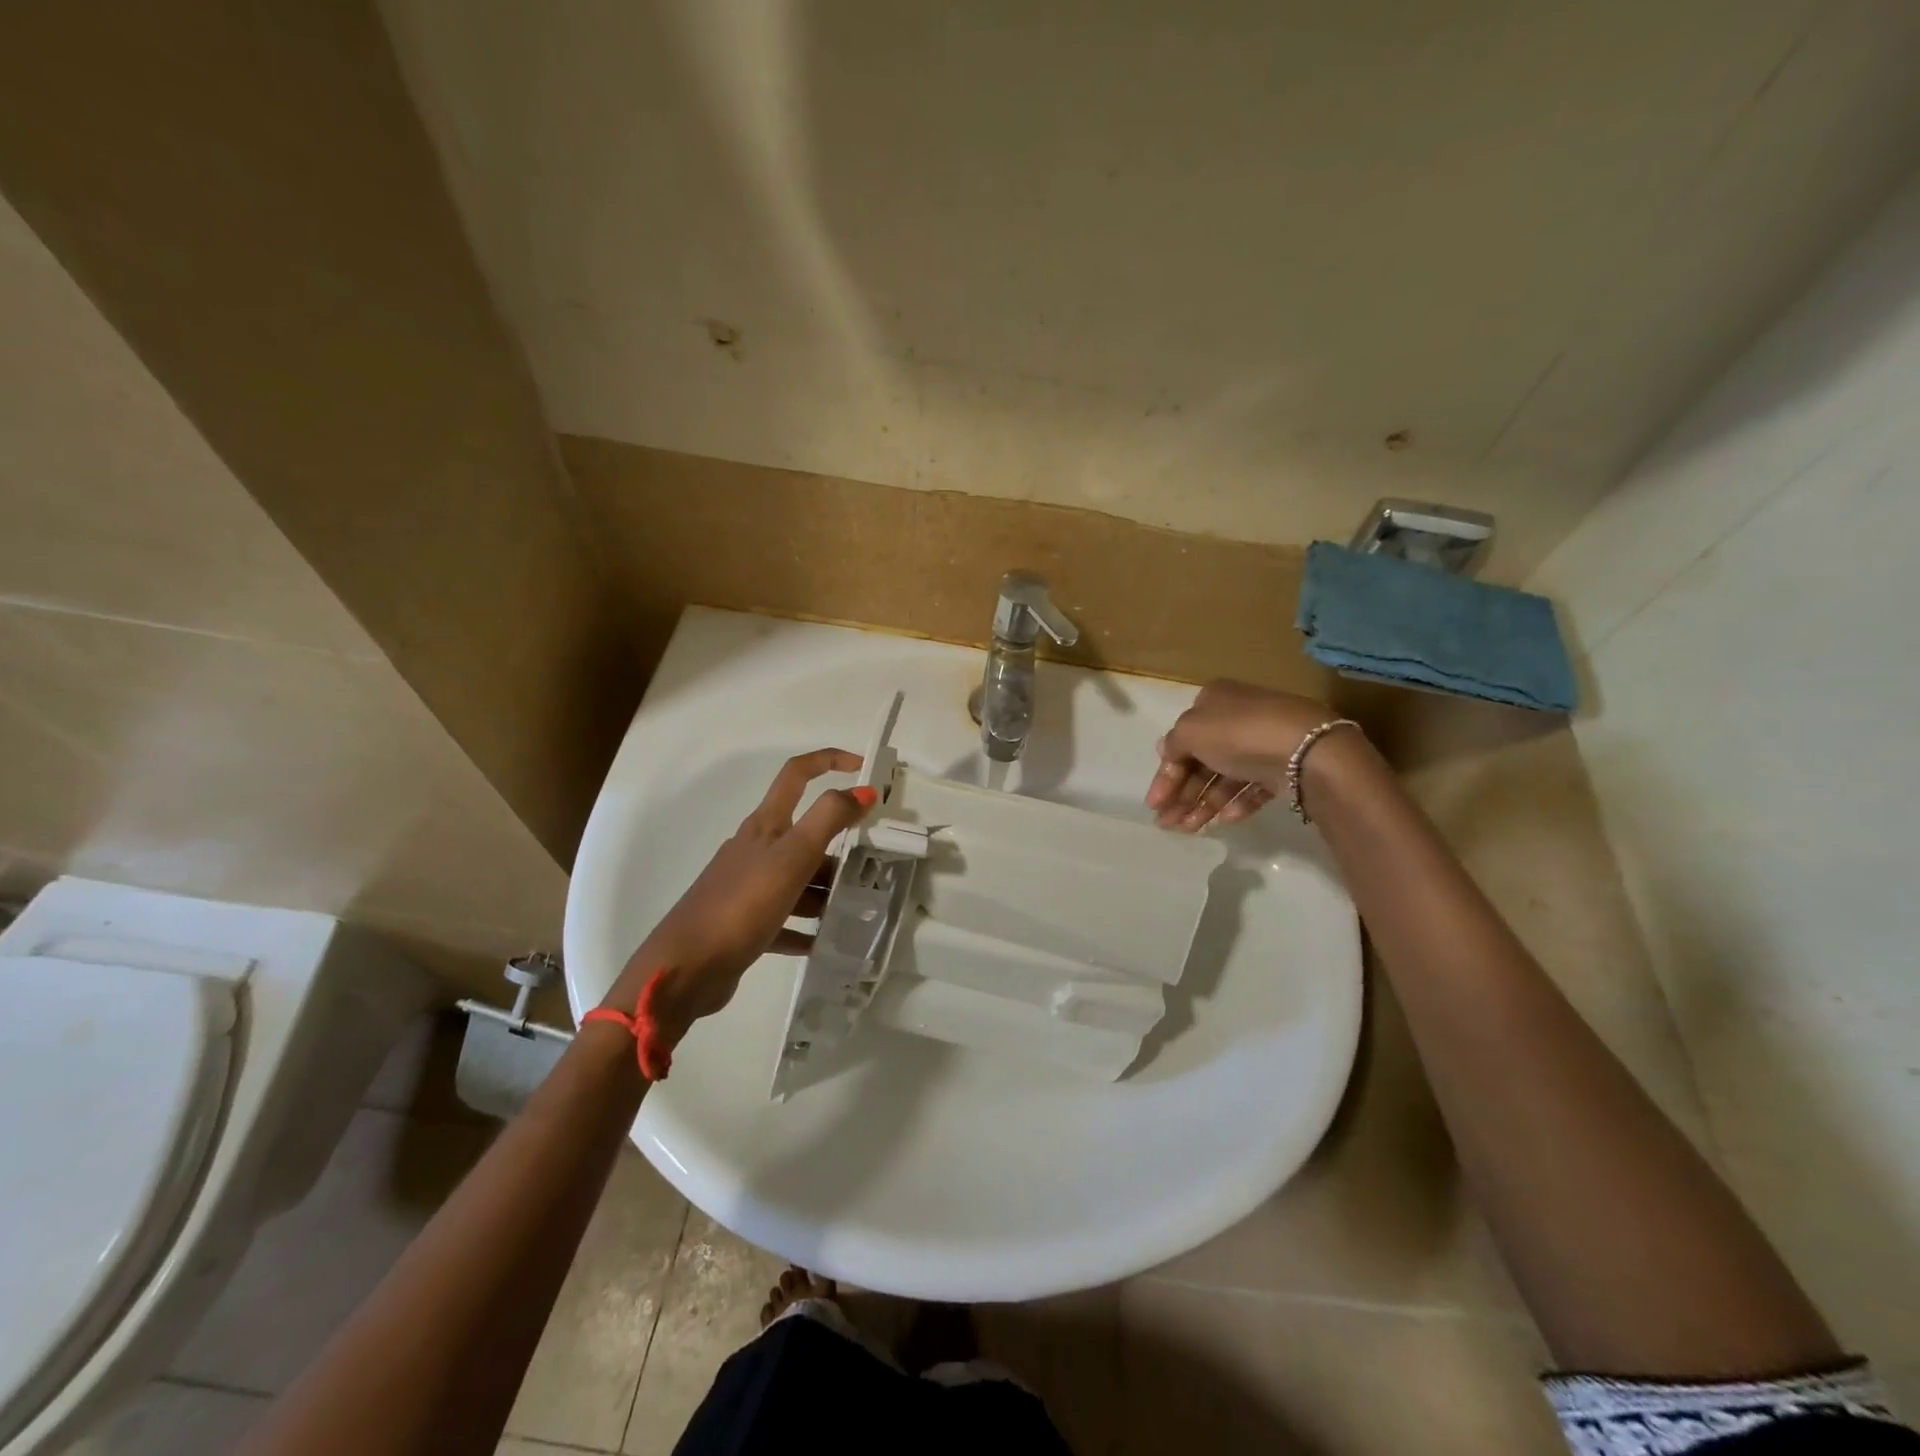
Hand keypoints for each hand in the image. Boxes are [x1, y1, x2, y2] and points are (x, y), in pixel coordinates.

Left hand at [605, 749, 874, 1048]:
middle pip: (805, 834)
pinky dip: (807, 926)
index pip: (797, 775)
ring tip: (859, 908)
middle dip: (840, 844)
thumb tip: (864, 791)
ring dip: (827, 890)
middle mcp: (756, 849)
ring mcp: (749, 887)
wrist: (685, 968)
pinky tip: (826, 941)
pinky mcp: (746, 923)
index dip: (829, 761)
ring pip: (799, 878)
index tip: (863, 767)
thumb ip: (829, 820)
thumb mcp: (791, 857)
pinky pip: (787, 919)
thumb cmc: (741, 904)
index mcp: (765, 826)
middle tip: (876, 863)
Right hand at [1146, 680, 1355, 831]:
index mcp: (1213, 701)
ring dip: (1203, 804)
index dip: (1165, 774)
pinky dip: (1236, 803)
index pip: (1181, 740)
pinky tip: (1224, 822)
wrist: (1307, 749)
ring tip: (1190, 831)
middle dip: (1182, 794)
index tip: (1154, 804)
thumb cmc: (1238, 733)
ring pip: (1224, 777)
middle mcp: (1237, 718)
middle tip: (1167, 824)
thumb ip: (1173, 744)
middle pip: (1201, 761)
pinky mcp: (1283, 768)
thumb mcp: (1190, 731)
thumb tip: (1165, 750)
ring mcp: (1262, 743)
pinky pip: (1252, 787)